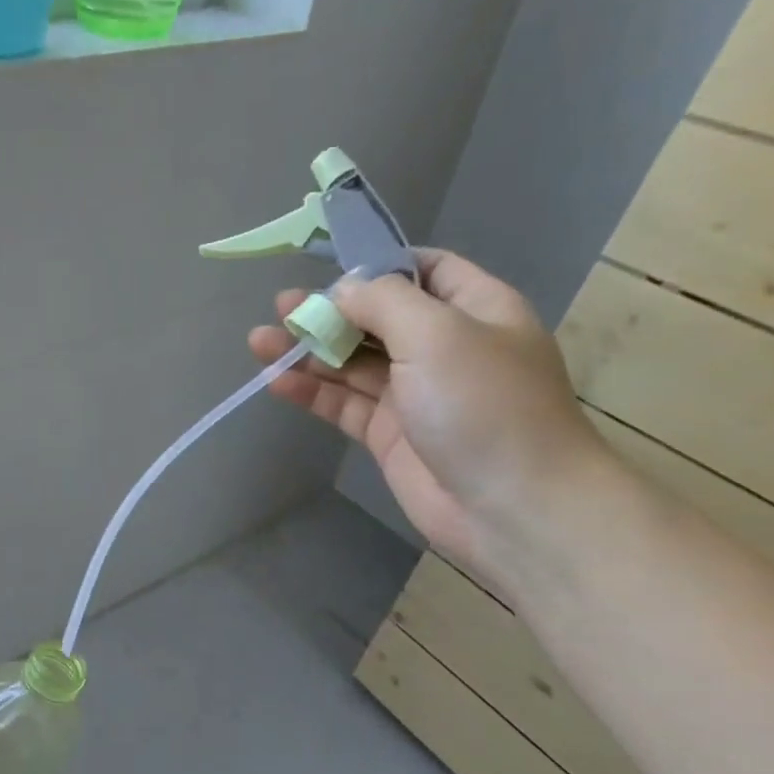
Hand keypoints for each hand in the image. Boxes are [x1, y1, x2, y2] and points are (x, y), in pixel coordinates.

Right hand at [250, 249, 612, 586]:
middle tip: (280, 307)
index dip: (379, 266)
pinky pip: (344, 404)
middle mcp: (444, 347)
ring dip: (310, 350)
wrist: (512, 507)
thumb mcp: (437, 333)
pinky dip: (312, 391)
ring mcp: (415, 394)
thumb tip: (342, 290)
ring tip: (261, 341)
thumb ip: (383, 301)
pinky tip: (276, 381)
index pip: (426, 270)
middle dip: (330, 310)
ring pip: (353, 362)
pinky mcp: (389, 435)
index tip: (331, 270)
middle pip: (378, 318)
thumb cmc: (483, 405)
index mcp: (475, 310)